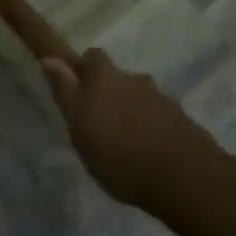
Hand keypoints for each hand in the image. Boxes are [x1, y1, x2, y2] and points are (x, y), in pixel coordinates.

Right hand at [41, 48, 227, 211]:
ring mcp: (162, 100)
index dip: (84, 69)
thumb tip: (50, 59)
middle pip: (118, 79)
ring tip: (126, 146)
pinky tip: (148, 156)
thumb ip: (65, 92)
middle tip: (100, 125)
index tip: (77, 90)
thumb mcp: (79, 127)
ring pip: (139, 99)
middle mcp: (135, 80)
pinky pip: (159, 118)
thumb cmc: (118, 154)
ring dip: (131, 114)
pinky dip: (151, 130)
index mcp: (106, 78)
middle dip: (109, 95)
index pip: (92, 57)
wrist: (185, 179)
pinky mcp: (183, 122)